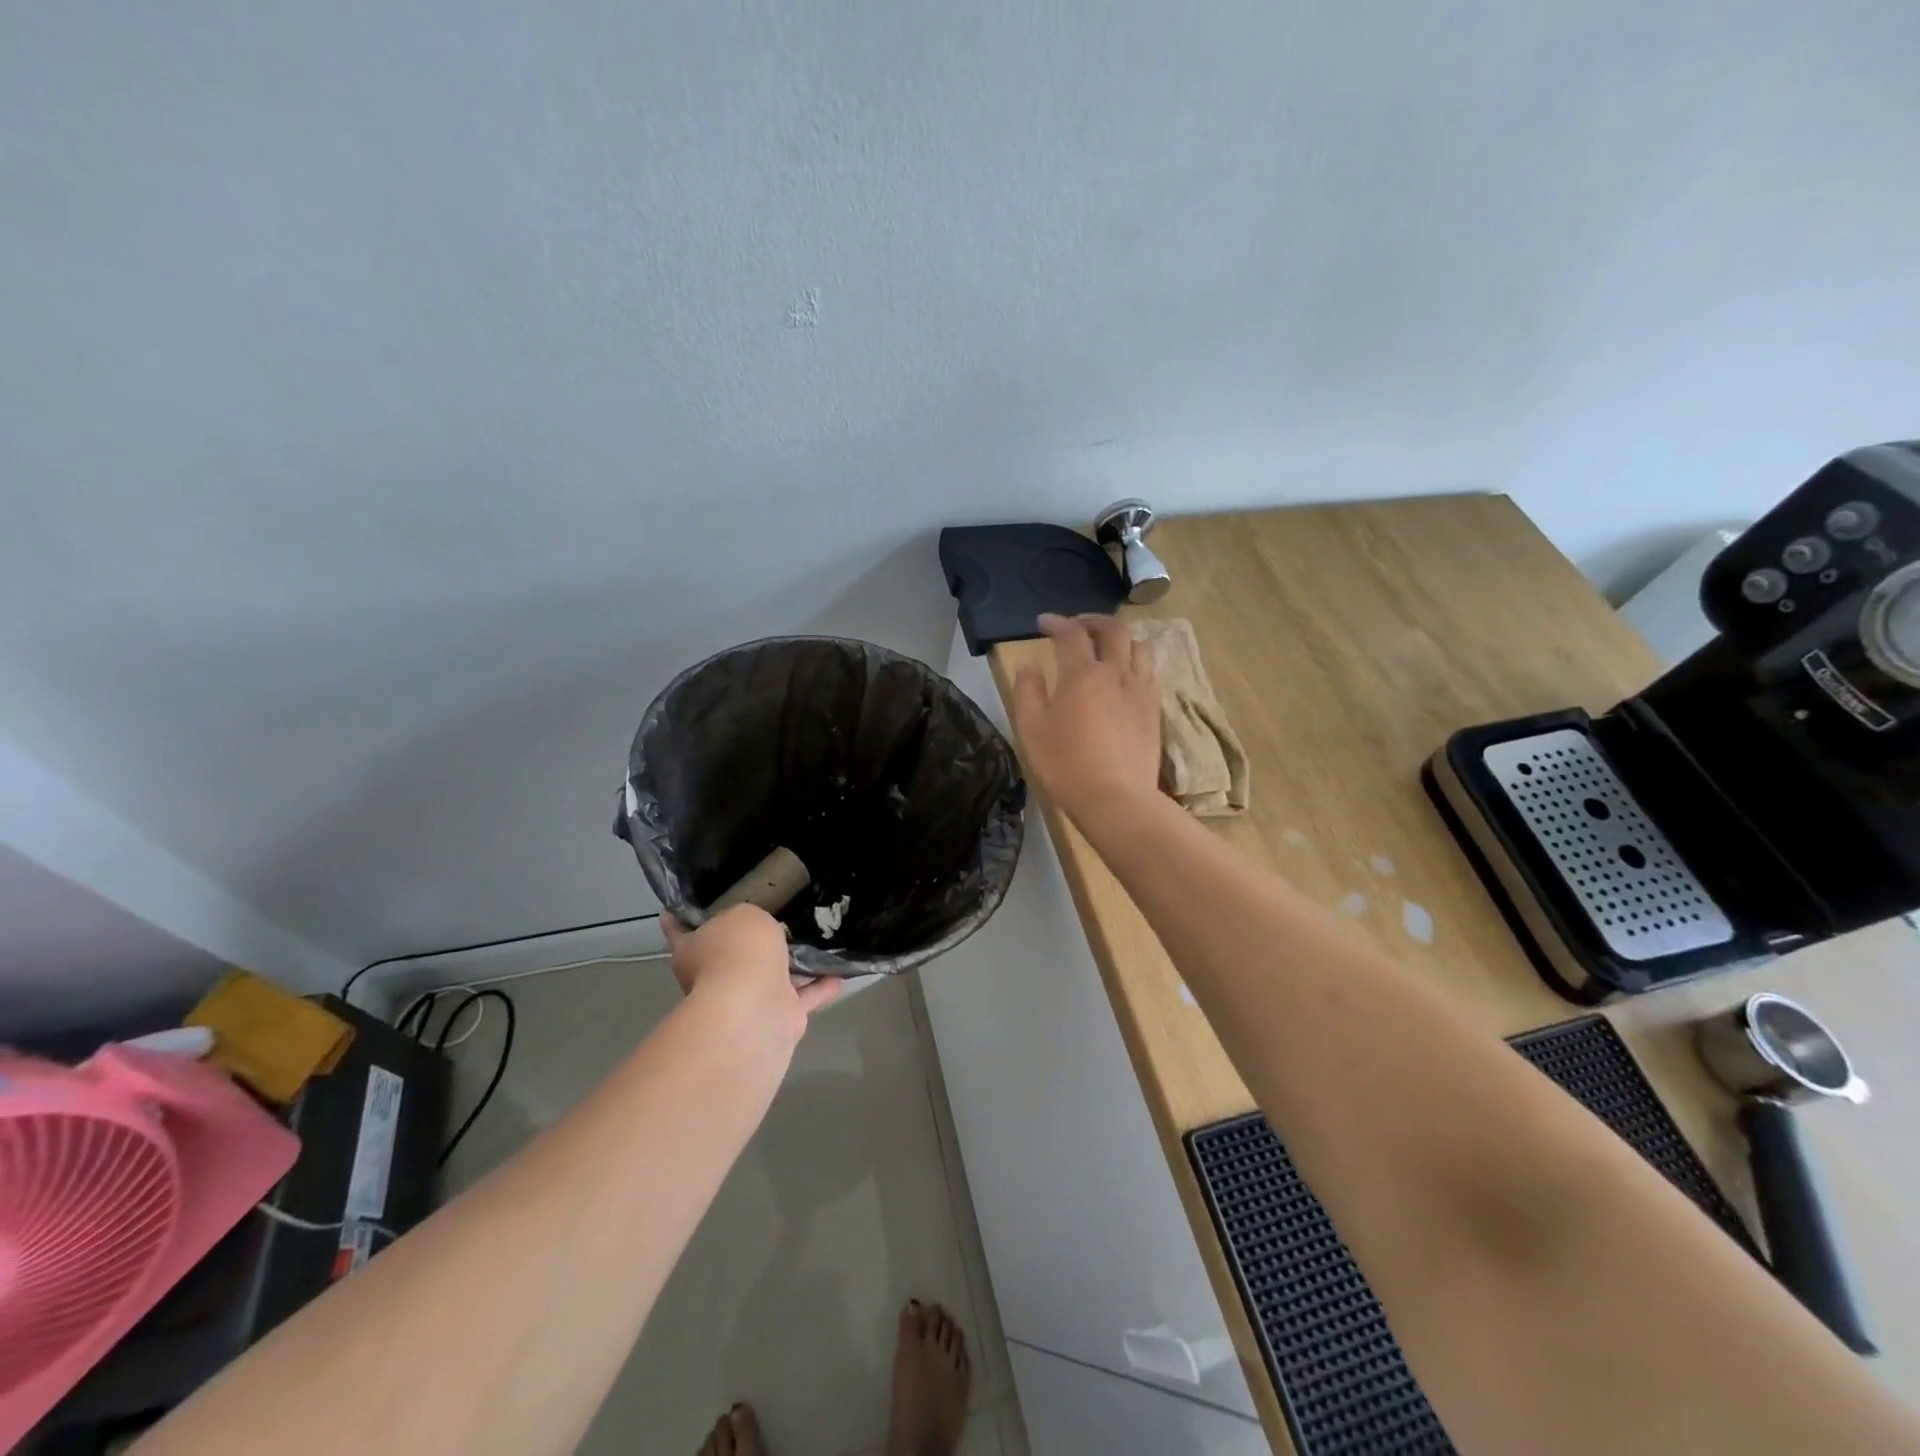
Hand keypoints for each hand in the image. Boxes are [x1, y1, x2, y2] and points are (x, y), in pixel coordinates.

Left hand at [662, 907, 841, 1044]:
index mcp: (693, 950)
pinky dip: (822, 986)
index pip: (681, 927)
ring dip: (794, 965)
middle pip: (732, 953)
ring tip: (817, 939)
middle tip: (777, 913)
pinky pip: (806, 996)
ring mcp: (748, 1000)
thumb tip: (758, 930)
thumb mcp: (742, 914)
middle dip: (751, 940)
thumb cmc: (737, 952)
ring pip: (773, 977)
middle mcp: (716, 977)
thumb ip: (750, 917)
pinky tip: (842, 971)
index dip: (682, 914)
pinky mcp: (780, 1018)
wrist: (754, 1010)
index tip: (687, 901)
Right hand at [1010, 613, 1161, 819]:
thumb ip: (1027, 690)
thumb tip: (1030, 665)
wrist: (1116, 799)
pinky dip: (1135, 661)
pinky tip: (1125, 674)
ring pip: (1138, 646)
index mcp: (1083, 674)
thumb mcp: (1031, 729)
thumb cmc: (1066, 764)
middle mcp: (1116, 673)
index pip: (1071, 634)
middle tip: (1076, 624)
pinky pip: (1149, 671)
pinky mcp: (1154, 709)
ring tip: (1106, 645)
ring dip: (1120, 637)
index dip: (1056, 622)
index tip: (1043, 623)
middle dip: (1092, 620)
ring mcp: (1140, 690)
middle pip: (1112, 630)